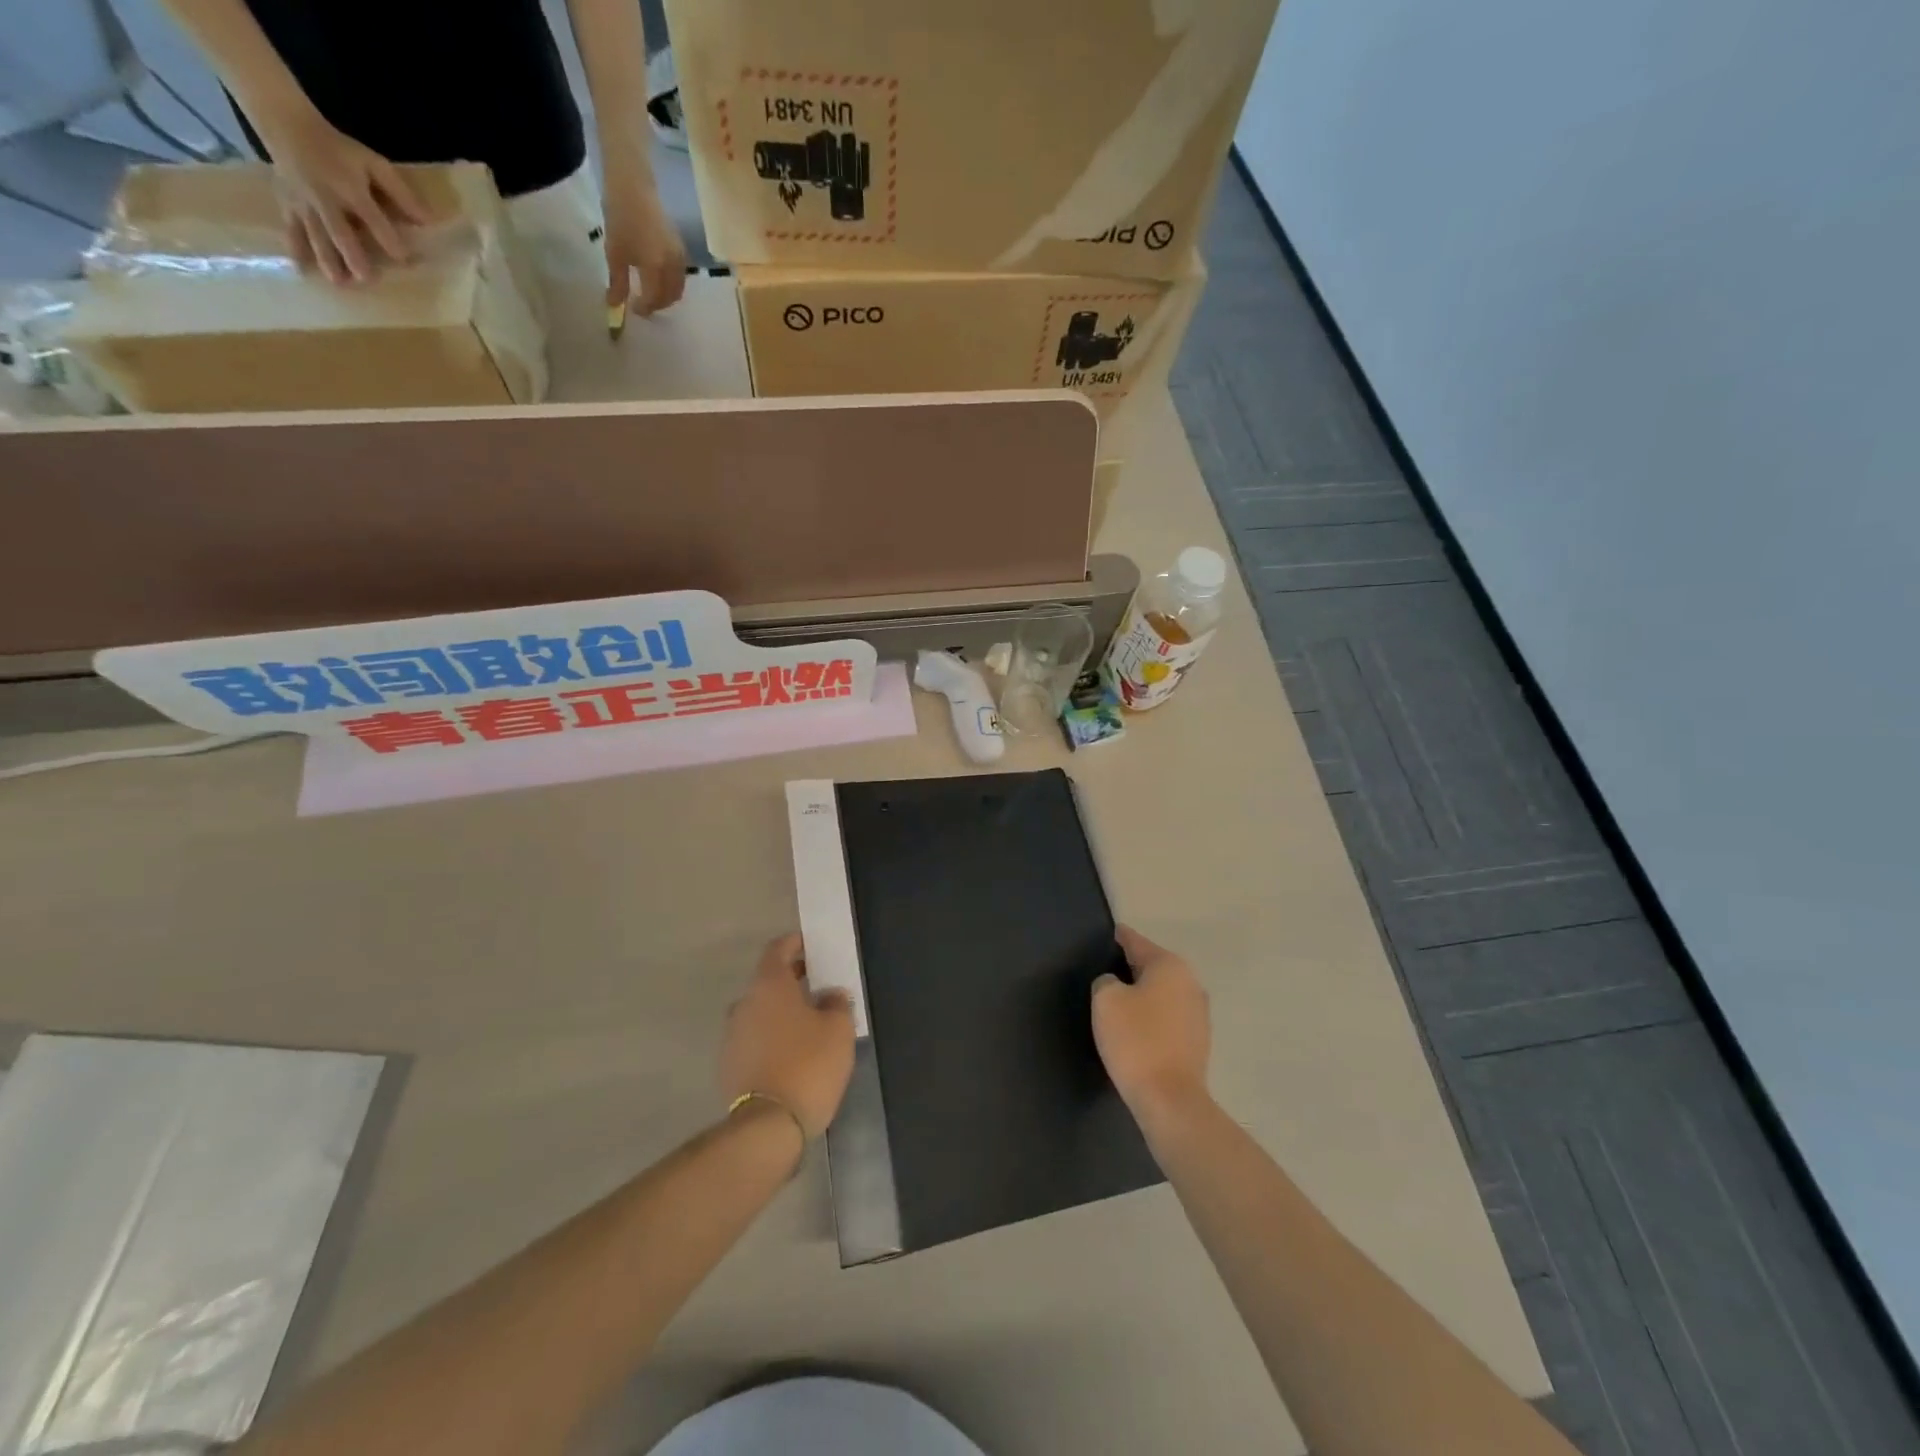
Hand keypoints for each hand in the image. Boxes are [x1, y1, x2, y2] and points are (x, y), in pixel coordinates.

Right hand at [261, 108, 429, 284]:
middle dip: (352, 254)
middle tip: (364, 278)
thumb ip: (401, 193)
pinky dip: (295, 248)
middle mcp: (326, 199)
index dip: (388, 239)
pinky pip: (291, 228)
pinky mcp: (287, 204)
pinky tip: (301, 269)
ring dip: (326, 259)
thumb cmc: (341, 151)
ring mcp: (304, 203)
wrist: (287, 124)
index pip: (373, 218)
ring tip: (339, 282)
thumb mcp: (374, 164)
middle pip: (339, 230)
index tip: (404, 259)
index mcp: (350, 189)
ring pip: (315, 234)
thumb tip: (429, 222)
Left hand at [601, 146, 686, 317]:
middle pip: (670, 297)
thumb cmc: (620, 217)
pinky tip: (659, 280)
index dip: (644, 308)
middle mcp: (673, 266)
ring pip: (678, 289)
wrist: (634, 185)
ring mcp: (680, 258)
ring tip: (651, 295)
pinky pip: (680, 277)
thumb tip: (615, 305)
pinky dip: (671, 285)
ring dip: (666, 297)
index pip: (654, 299)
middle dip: (657, 305)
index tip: (633, 310)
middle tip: (643, 305)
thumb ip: (618, 282)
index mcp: (656, 268)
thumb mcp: (614, 252)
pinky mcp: (681, 250)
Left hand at [720, 934, 854, 1139]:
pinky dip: (771, 1037)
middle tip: (818, 986)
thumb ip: (836, 1003)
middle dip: (792, 980)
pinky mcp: (728, 1065)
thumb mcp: (838, 1029)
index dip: (795, 943)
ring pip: (760, 1011)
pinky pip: (754, 1038)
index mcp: (769, 985)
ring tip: (808, 1024)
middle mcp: (744, 1003)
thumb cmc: (808, 1064)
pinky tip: (792, 1053)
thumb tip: (830, 995)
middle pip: (768, 981)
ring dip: (781, 1011)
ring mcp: (732, 1035)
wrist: (767, 1126)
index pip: (777, 949)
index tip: (811, 945)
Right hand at [1092, 926, 1212, 1122]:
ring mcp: (1199, 1013)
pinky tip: (1136, 1030)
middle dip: (1131, 968)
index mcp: (1169, 965)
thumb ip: (1106, 981)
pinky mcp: (1199, 1040)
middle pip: (1153, 966)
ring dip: (1144, 995)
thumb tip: (1115, 985)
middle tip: (1105, 973)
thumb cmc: (1136, 1040)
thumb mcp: (1106, 1001)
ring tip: (1118, 1004)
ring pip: (1163, 993)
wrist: (1170, 1100)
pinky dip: (1153, 1017)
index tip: (1109, 933)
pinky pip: (1169, 1017)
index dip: (1119, 937)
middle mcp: (1190, 982)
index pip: (1136, 942)